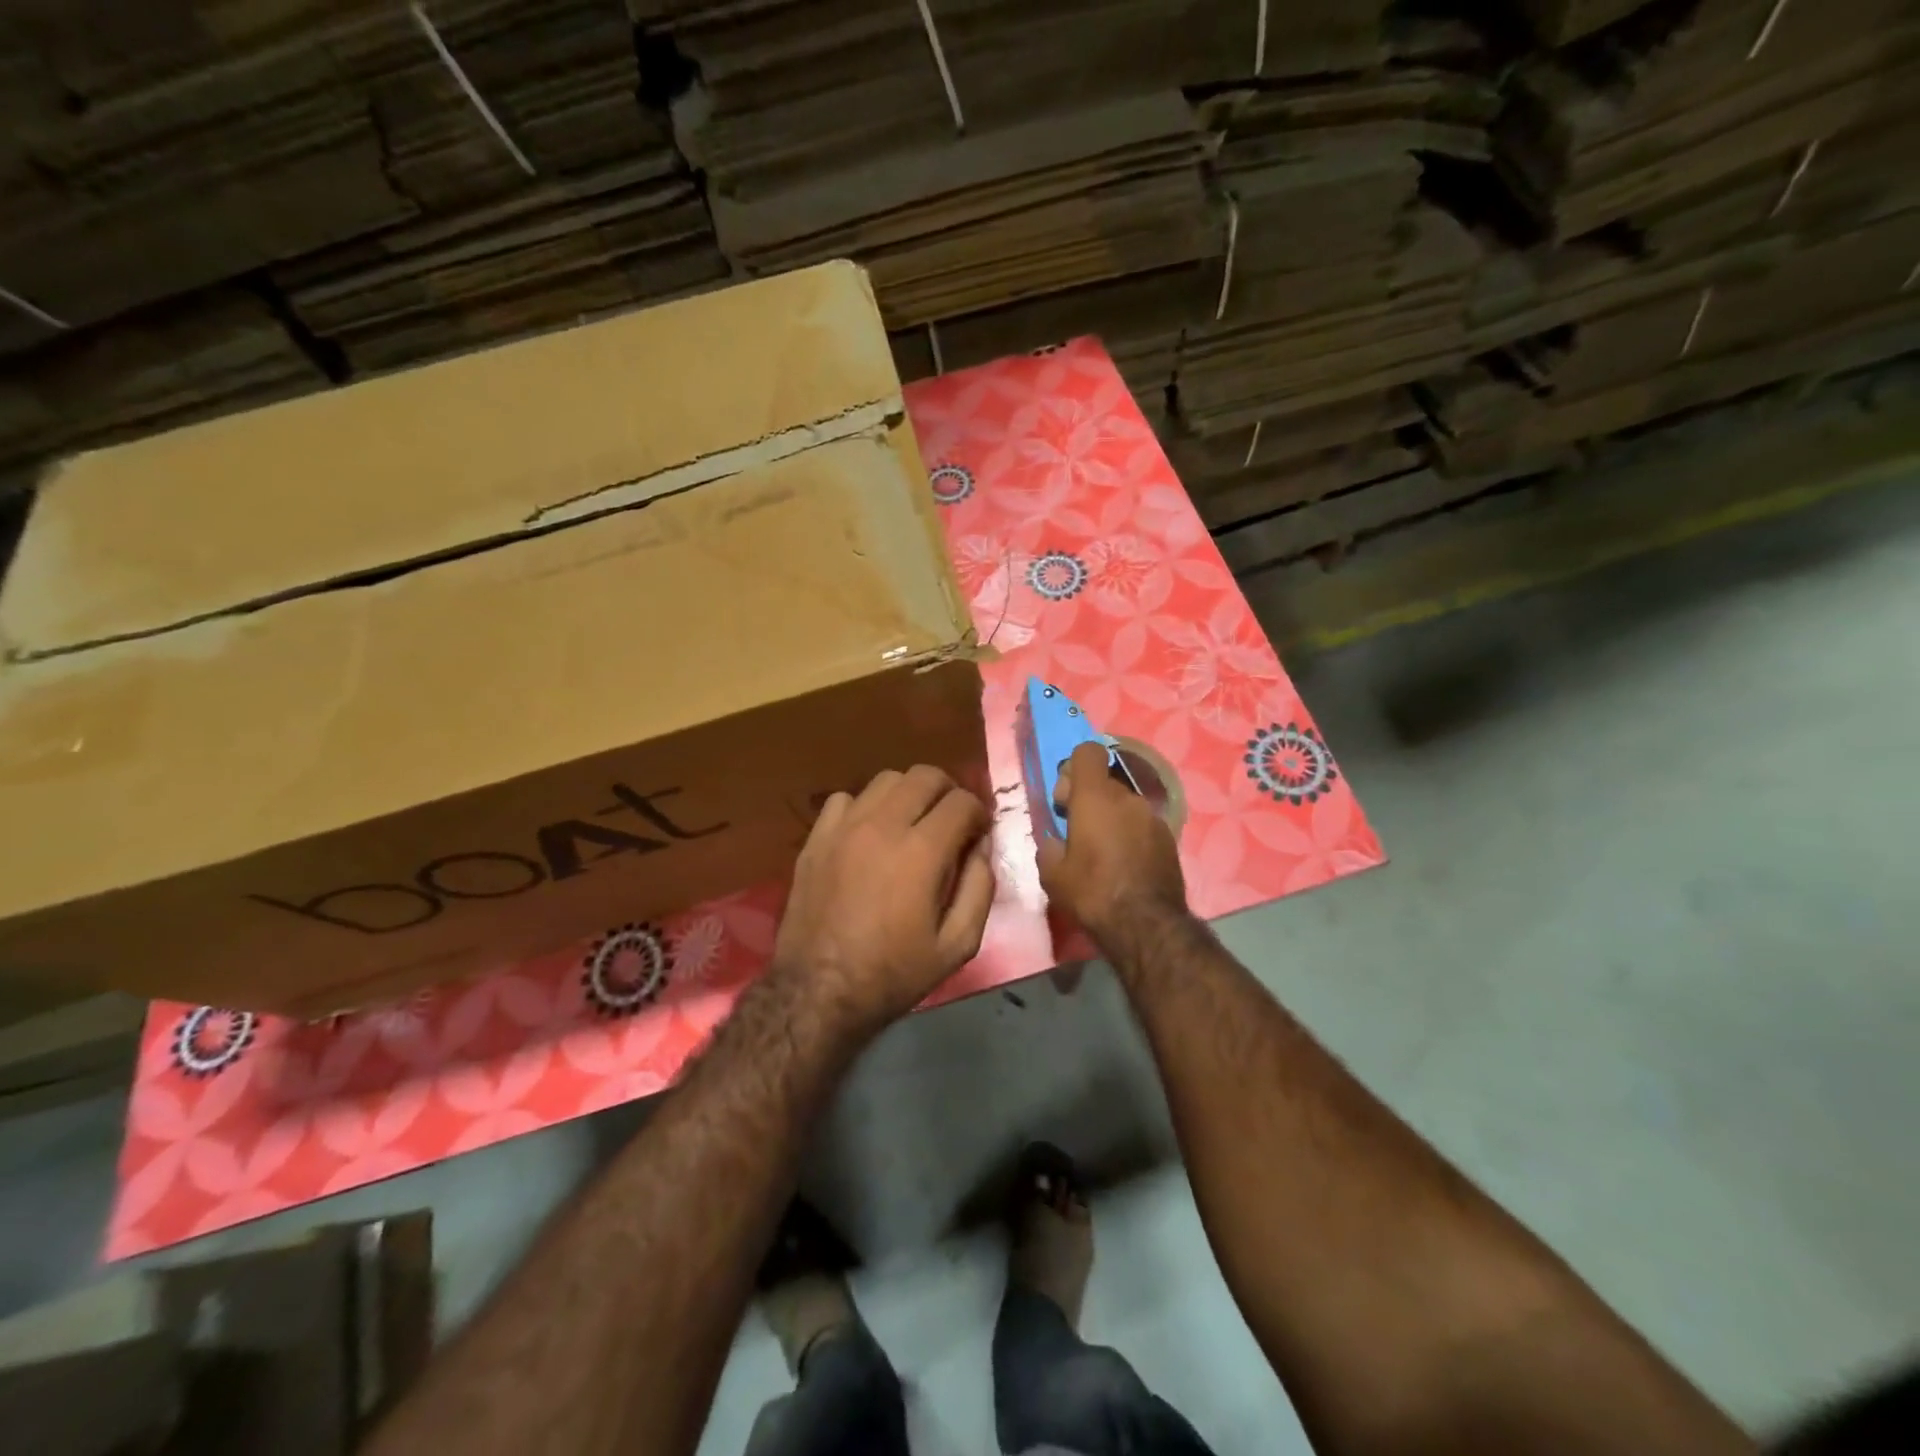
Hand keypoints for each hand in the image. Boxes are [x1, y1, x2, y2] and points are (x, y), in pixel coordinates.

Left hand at [773, 765, 994, 1034]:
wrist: (818, 991)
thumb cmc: (893, 974)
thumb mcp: (956, 946)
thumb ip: (979, 889)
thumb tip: (981, 848)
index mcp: (921, 852)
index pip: (962, 802)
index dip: (979, 813)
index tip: (978, 834)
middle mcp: (882, 826)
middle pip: (925, 775)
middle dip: (948, 792)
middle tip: (952, 820)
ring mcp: (843, 827)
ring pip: (886, 779)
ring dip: (909, 793)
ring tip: (912, 822)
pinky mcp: (816, 837)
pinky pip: (845, 798)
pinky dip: (866, 806)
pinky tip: (869, 833)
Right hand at [1036, 742, 1186, 939]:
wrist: (1146, 925)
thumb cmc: (1091, 893)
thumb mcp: (1051, 873)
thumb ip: (1048, 846)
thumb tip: (1055, 840)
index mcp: (1094, 797)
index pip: (1088, 752)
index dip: (1073, 768)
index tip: (1065, 799)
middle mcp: (1127, 797)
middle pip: (1104, 782)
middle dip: (1088, 800)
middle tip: (1077, 833)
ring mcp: (1152, 817)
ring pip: (1124, 805)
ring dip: (1110, 819)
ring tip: (1102, 853)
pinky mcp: (1168, 838)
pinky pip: (1141, 825)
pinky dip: (1130, 835)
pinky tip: (1124, 865)